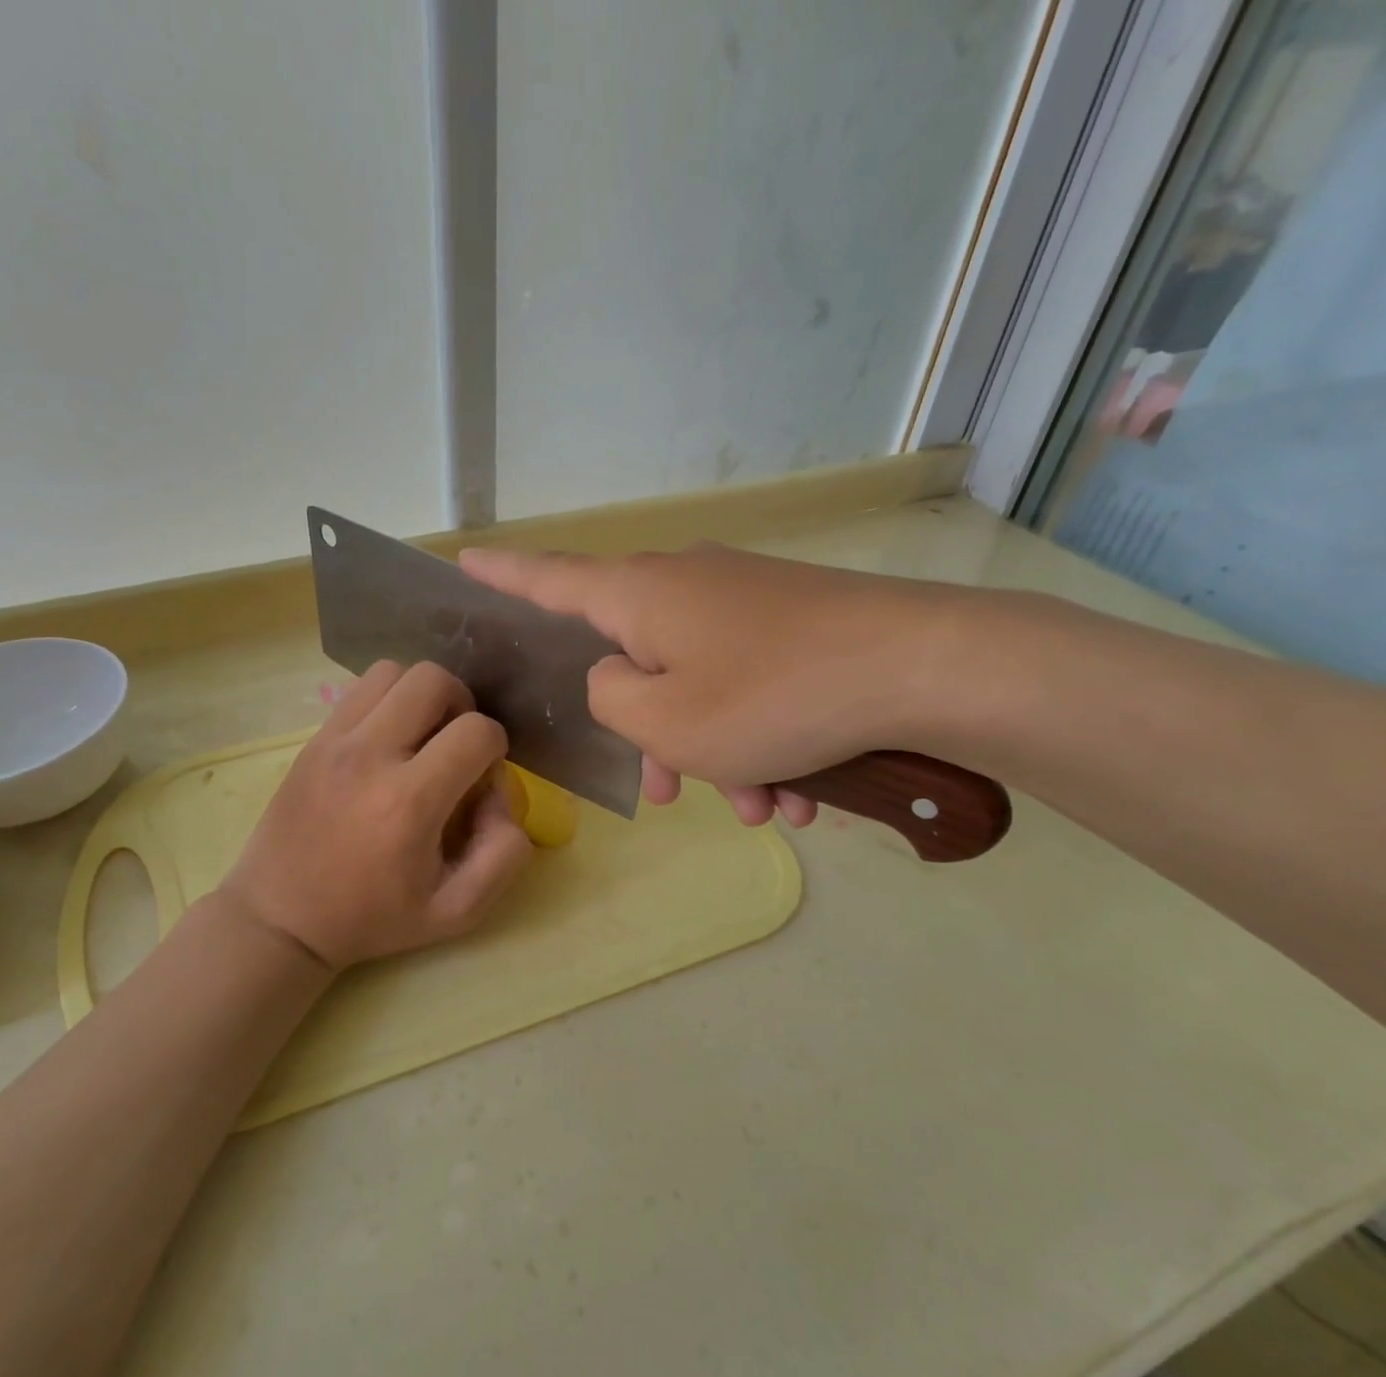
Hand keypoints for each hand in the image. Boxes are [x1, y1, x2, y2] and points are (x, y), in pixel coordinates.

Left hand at [220, 660, 532, 970]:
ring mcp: (334, 741)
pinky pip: (360, 689)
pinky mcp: (313, 739)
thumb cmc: (372, 918)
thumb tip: (501, 794)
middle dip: (462, 705)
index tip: (482, 777)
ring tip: (421, 736)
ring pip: (394, 672)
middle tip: (455, 745)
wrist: (281, 918)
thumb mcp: (457, 911)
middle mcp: (370, 756)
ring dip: (421, 696)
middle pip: (434, 680)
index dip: (496, 747)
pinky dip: (386, 700)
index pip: (477, 731)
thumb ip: (503, 854)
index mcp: (410, 802)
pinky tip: (387, 740)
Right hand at [461, 542, 974, 827]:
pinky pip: (753, 687)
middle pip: (636, 660)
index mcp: (640, 596)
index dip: (500, 575)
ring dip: (720, 753)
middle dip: (652, 735)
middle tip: (675, 794)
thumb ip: (608, 700)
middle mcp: (686, 585)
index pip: (547, 579)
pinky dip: (765, 740)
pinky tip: (803, 792)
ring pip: (701, 687)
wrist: (925, 668)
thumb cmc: (770, 698)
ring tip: (765, 807)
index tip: (461, 560)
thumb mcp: (664, 721)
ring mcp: (745, 602)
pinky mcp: (795, 623)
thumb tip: (615, 679)